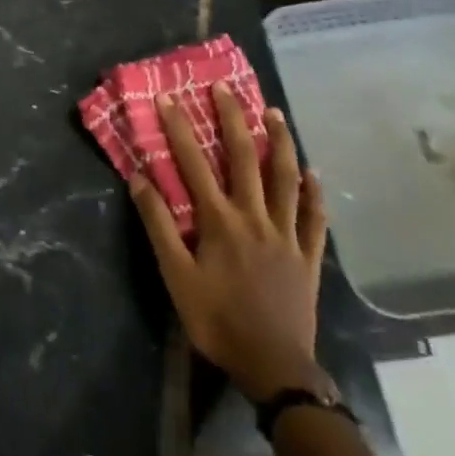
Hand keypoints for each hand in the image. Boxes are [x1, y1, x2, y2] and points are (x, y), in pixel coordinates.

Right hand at [128, 81, 331, 401]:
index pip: (195, 164)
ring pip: (285, 179)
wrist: (274, 367)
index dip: (179, 128)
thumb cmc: (217, 320)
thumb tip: (139, 179)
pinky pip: (314, 217)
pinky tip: (313, 172)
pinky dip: (314, 193)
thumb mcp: (176, 276)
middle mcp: (255, 217)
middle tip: (226, 88)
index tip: (168, 97)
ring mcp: (287, 235)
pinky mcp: (308, 256)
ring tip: (275, 113)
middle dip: (234, 120)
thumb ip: (159, 225)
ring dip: (280, 143)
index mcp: (220, 221)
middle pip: (245, 159)